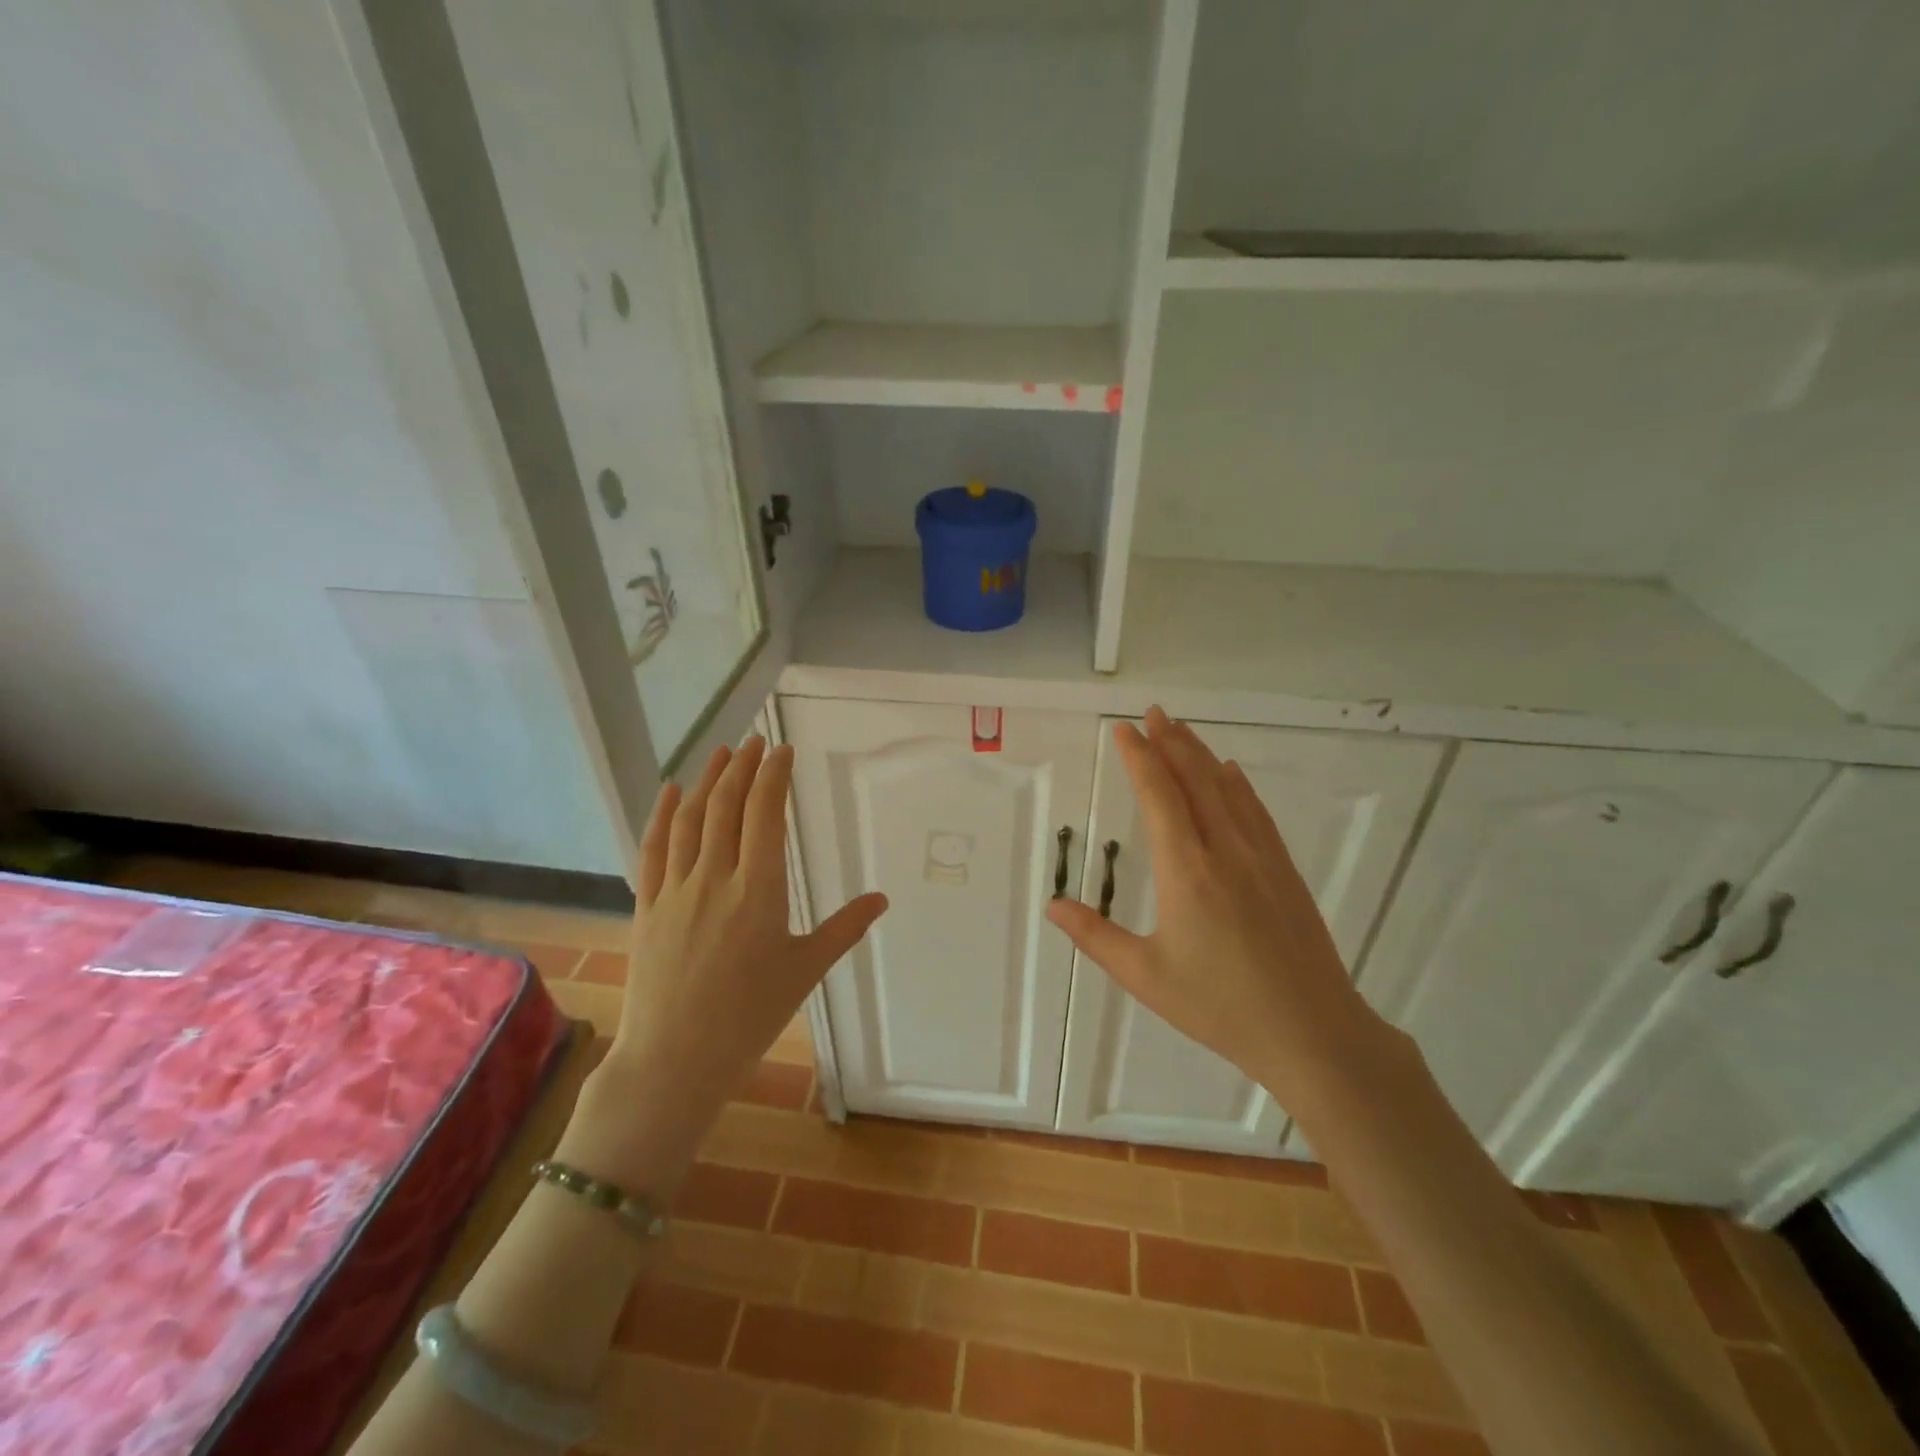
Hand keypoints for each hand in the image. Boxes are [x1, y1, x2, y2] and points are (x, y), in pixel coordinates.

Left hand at [559, 738, 886, 1187]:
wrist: (674, 1060)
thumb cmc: (749, 1017)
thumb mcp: (804, 971)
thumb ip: (844, 929)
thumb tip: (881, 899)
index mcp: (759, 891)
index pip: (765, 816)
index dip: (773, 777)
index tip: (782, 751)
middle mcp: (715, 879)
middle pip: (727, 807)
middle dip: (743, 768)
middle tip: (756, 741)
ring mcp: (676, 890)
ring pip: (690, 820)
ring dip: (706, 781)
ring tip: (722, 754)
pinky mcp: (647, 906)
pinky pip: (653, 849)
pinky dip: (661, 815)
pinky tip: (670, 792)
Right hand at [1046, 707, 1379, 1112]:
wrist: (1312, 1032)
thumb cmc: (1219, 1006)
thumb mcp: (1145, 976)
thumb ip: (1095, 937)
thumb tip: (1053, 905)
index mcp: (1186, 870)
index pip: (1159, 796)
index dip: (1139, 758)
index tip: (1122, 730)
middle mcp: (1224, 850)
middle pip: (1195, 779)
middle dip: (1170, 742)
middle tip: (1152, 713)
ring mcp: (1261, 857)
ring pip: (1227, 789)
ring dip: (1201, 754)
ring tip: (1181, 730)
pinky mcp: (1284, 870)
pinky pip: (1255, 811)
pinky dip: (1237, 784)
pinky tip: (1231, 773)